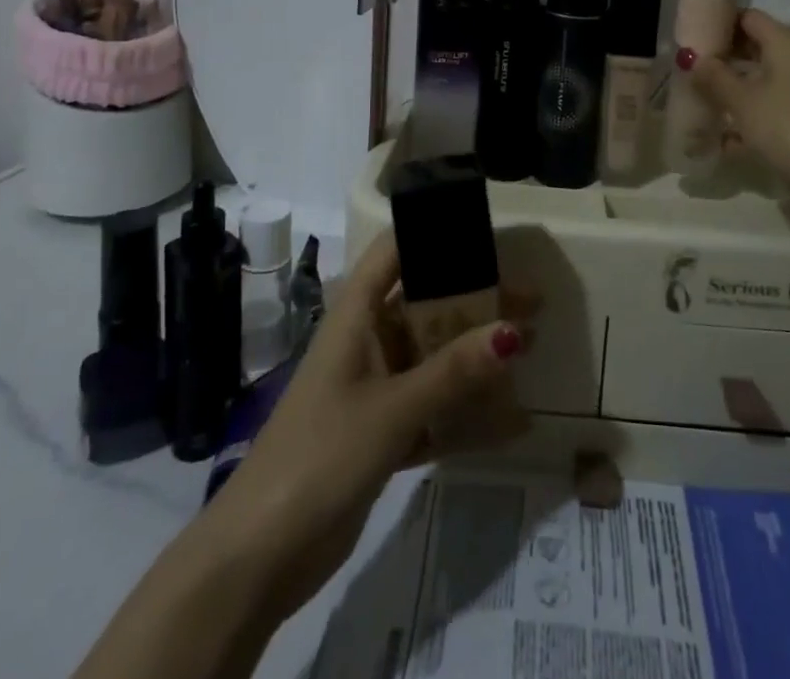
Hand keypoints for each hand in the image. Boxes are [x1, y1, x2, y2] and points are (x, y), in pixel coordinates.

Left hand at [196, 232, 532, 626]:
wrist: (257, 557)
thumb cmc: (319, 456)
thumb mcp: (392, 409)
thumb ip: (453, 371)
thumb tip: (513, 329)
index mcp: (356, 317)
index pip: (394, 252)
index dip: (434, 234)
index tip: (487, 232)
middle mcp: (366, 342)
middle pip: (426, 304)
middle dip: (476, 300)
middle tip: (532, 301)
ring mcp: (373, 389)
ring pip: (433, 356)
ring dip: (476, 354)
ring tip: (530, 347)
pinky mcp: (380, 433)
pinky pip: (432, 409)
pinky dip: (465, 412)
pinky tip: (511, 421)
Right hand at [683, 9, 789, 186]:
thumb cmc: (784, 125)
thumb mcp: (741, 100)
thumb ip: (715, 77)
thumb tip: (695, 60)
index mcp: (783, 44)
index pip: (749, 17)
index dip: (721, 20)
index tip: (694, 33)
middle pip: (754, 47)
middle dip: (723, 56)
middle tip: (691, 66)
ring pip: (759, 79)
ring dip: (732, 87)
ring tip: (699, 97)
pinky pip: (767, 106)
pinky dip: (746, 113)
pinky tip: (721, 135)